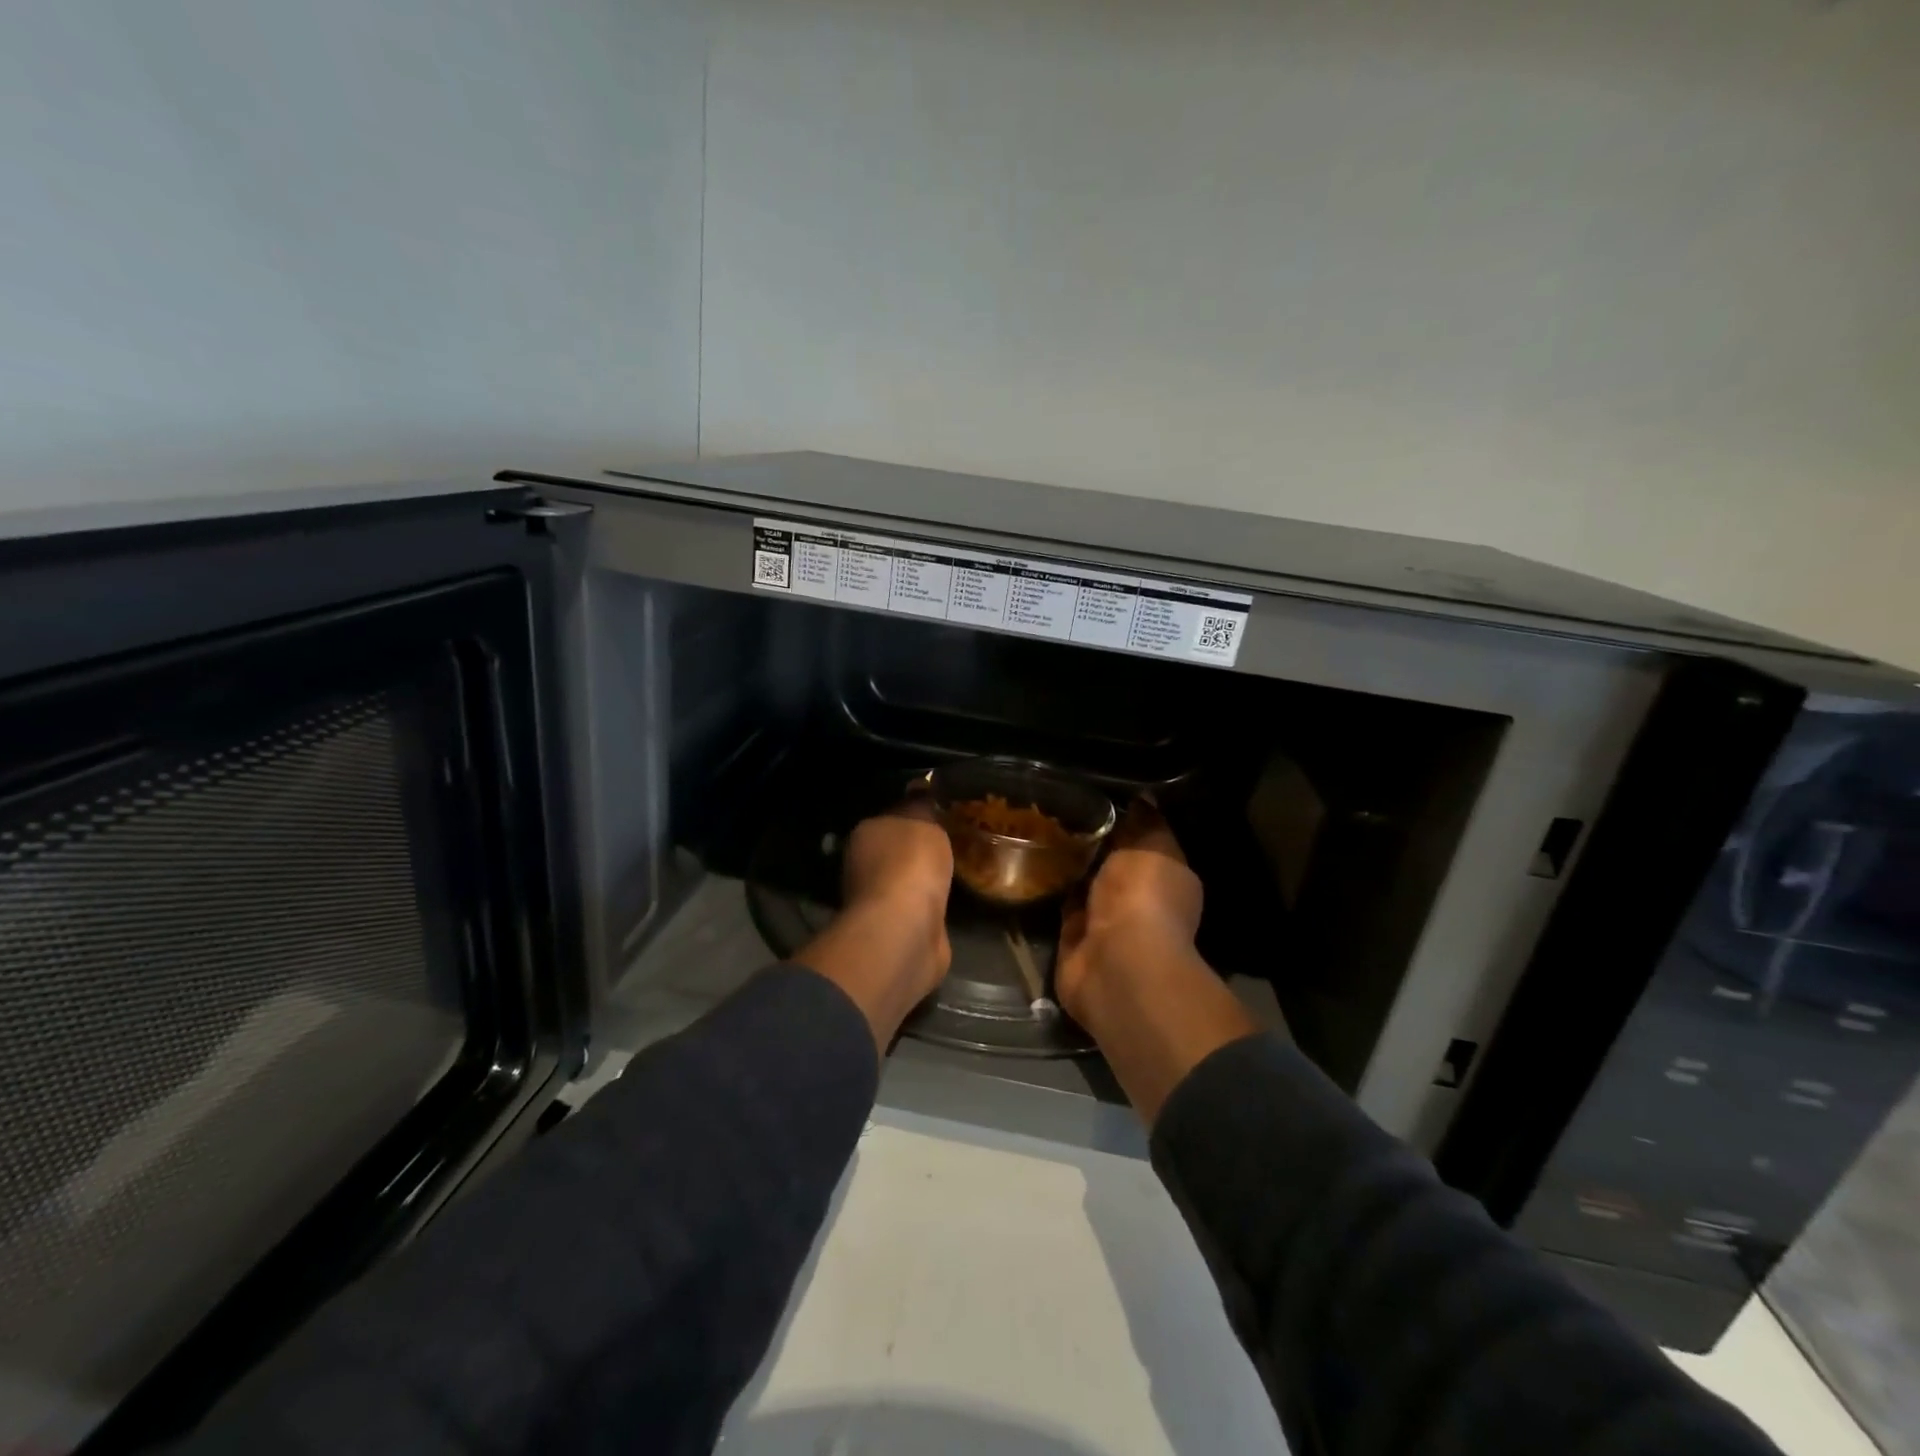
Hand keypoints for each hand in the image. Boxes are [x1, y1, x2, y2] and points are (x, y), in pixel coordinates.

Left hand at [795, 801, 953, 1054]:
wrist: (906, 929)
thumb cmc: (911, 864)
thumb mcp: (922, 820)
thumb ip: (921, 805)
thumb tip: (919, 786)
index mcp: (865, 834)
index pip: (892, 816)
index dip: (916, 813)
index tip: (942, 812)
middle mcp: (865, 866)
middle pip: (898, 850)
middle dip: (921, 848)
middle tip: (956, 839)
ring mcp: (880, 902)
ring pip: (909, 880)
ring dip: (927, 878)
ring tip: (959, 868)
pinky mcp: (898, 930)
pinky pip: (921, 907)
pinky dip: (933, 904)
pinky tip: (953, 898)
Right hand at [1055, 799, 1203, 1024]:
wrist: (1115, 963)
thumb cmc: (1142, 897)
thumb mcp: (1150, 846)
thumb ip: (1144, 823)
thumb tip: (1142, 797)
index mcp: (1167, 878)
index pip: (1144, 843)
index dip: (1123, 820)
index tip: (1094, 797)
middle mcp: (1138, 901)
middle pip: (1112, 864)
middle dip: (1091, 843)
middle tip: (1059, 811)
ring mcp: (1106, 923)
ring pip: (1085, 885)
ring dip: (1068, 867)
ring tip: (1040, 831)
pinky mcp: (1074, 940)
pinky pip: (1061, 907)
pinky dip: (1050, 891)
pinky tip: (1031, 863)